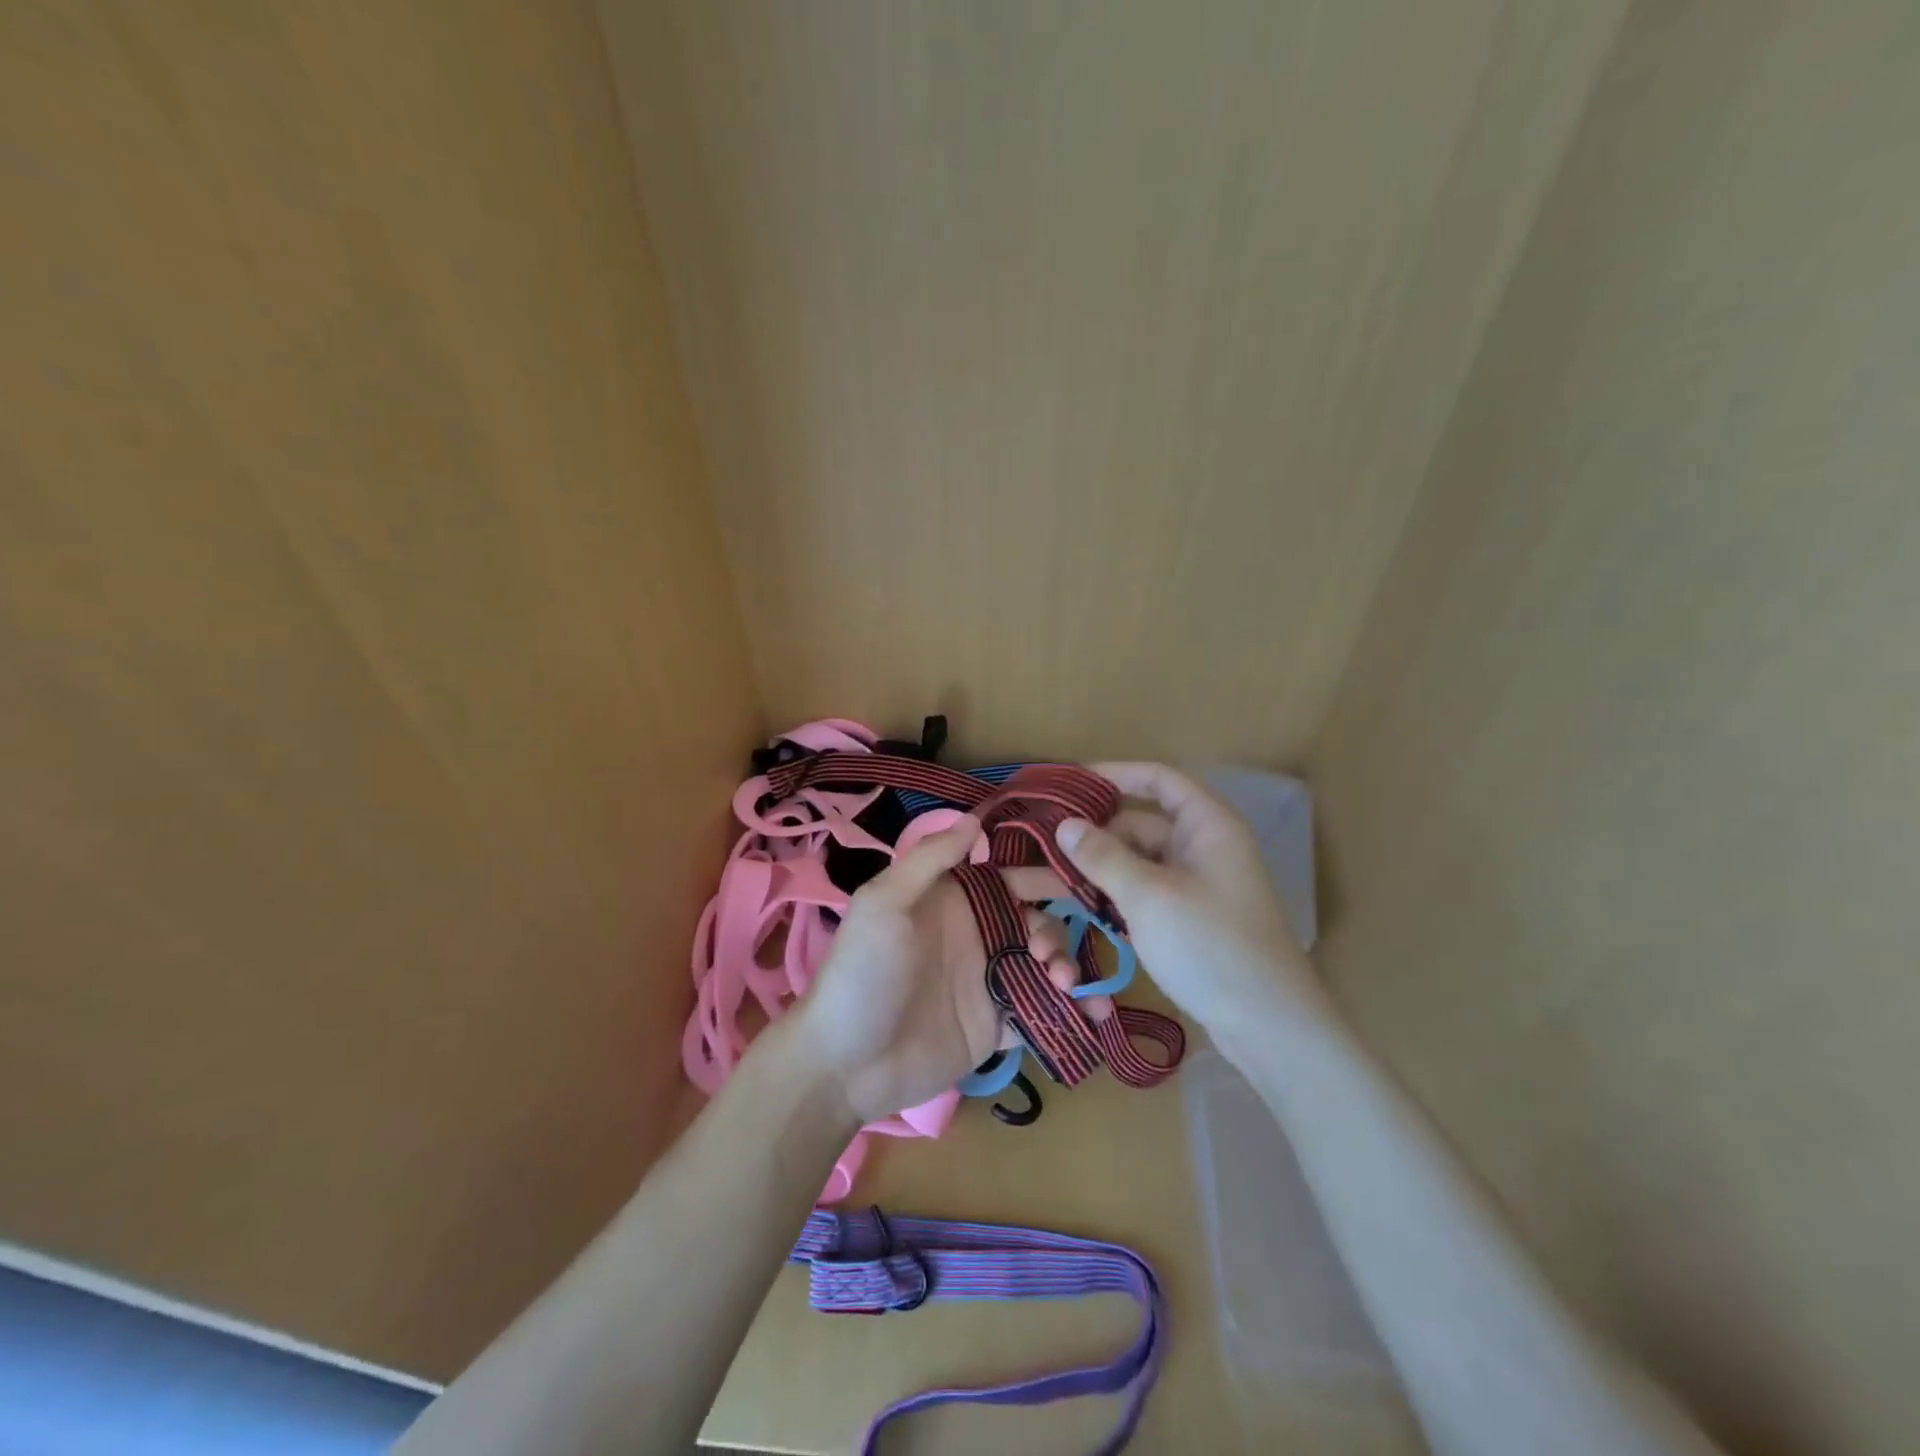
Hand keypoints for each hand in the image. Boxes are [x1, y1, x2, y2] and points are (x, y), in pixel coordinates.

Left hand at [792, 817, 1074, 1123]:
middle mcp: (976, 936)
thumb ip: (929, 859)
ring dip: (1065, 968)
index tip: (1080, 882)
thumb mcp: (885, 903)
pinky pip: (1040, 1011)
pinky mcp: (995, 1025)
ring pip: (1045, 964)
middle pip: (1036, 921)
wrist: (847, 1063)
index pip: (1010, 879)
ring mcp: (987, 982)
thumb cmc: (864, 972)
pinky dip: (1069, 1012)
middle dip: (1056, 930)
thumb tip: (975, 818)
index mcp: (953, 901)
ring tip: (1062, 984)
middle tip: (1048, 955)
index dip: (1044, 877)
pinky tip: (1090, 1017)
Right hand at [1055, 763, 1325, 1031]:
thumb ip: (1103, 856)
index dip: (1113, 774)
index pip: (1157, 779)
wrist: (1268, 1026)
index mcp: (1205, 825)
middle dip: (1086, 838)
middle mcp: (1199, 847)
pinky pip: (1138, 895)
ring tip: (1033, 886)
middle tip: (1034, 849)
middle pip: (1135, 825)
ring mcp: (1192, 886)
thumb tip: (1065, 825)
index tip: (1067, 784)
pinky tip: (1070, 911)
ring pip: (1131, 865)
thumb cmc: (1210, 946)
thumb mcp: (1149, 896)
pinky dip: (1108, 899)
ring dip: (1089, 874)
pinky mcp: (1184, 920)